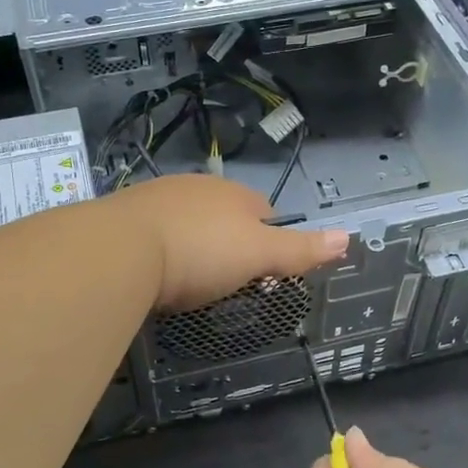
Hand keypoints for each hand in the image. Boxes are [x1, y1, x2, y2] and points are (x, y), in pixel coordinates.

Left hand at [108, 174, 346, 311]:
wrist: (120, 249)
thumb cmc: (200, 252)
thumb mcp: (259, 256)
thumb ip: (300, 250)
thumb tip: (348, 237)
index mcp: (234, 194)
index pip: (264, 212)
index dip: (269, 242)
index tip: (264, 273)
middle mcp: (197, 187)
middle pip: (224, 215)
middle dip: (229, 243)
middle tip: (225, 281)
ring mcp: (157, 197)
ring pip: (188, 221)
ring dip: (193, 244)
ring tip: (188, 279)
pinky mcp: (123, 215)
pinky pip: (154, 231)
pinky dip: (160, 248)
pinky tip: (154, 270)